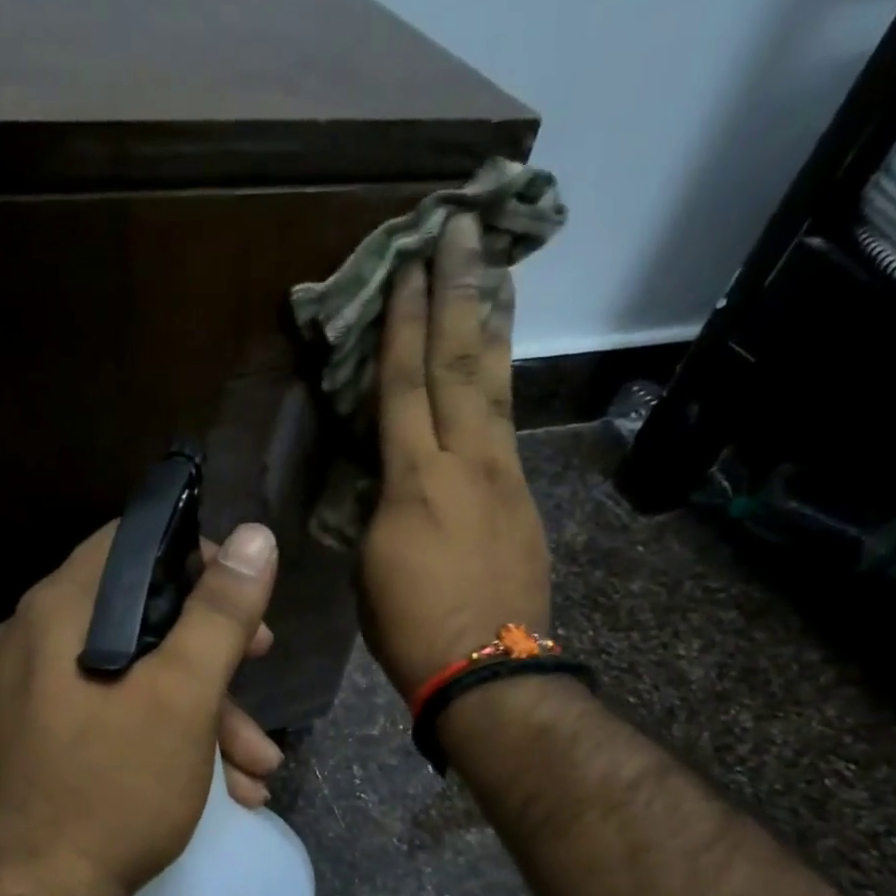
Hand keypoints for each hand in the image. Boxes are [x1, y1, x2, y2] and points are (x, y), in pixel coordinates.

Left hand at [0, 521, 282, 895]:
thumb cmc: (115, 787)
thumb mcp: (184, 696)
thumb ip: (220, 613)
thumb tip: (258, 538)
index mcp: (60, 610)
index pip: (132, 543)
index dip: (198, 555)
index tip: (244, 593)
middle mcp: (38, 638)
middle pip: (142, 612)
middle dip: (215, 649)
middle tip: (262, 665)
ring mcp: (38, 690)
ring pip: (136, 671)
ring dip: (205, 711)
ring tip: (258, 767)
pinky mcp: (47, 734)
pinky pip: (116, 710)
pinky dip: (169, 735)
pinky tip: (224, 786)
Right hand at [361, 212, 549, 699]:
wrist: (487, 668)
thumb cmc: (409, 627)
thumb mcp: (371, 565)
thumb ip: (377, 508)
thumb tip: (385, 482)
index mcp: (413, 482)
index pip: (403, 387)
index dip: (401, 326)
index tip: (405, 269)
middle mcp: (465, 463)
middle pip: (460, 364)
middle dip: (457, 292)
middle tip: (459, 228)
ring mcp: (504, 476)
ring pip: (497, 385)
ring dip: (491, 323)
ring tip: (493, 270)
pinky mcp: (524, 497)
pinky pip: (508, 426)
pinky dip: (501, 384)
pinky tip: (498, 366)